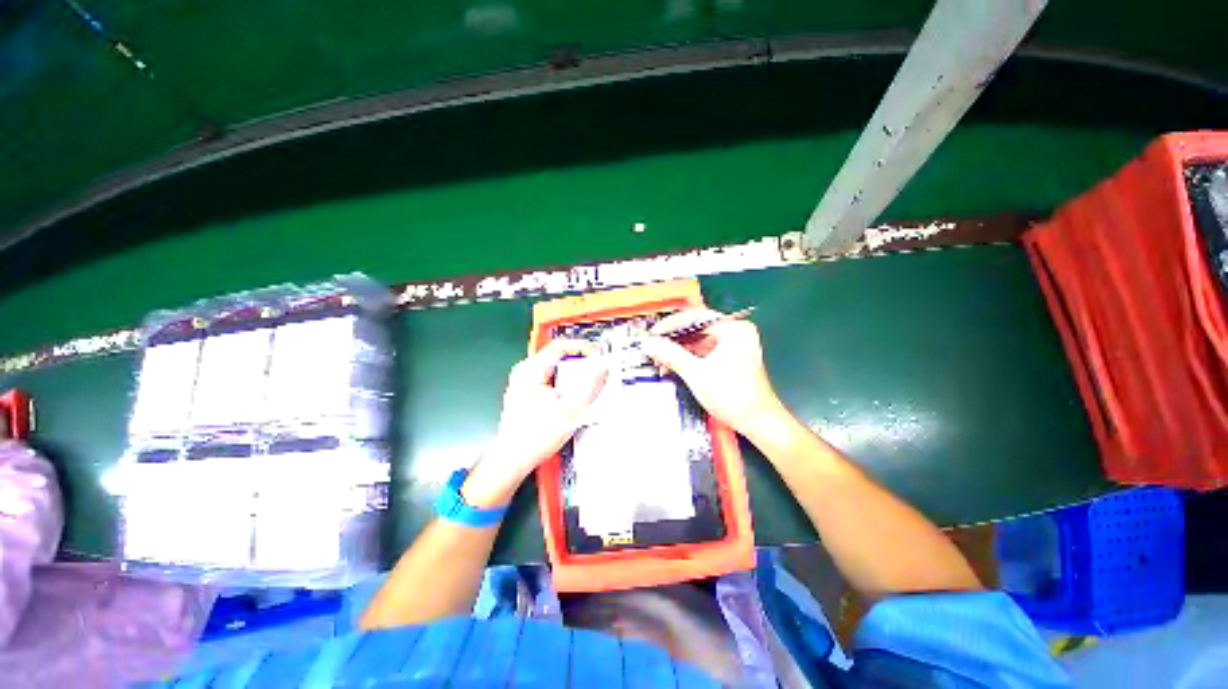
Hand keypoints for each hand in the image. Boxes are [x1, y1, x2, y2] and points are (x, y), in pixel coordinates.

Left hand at [462, 338, 607, 507]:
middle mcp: (525, 371)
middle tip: (596, 375)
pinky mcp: (526, 391)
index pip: (561, 345)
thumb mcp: (571, 410)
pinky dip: (564, 383)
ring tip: (586, 389)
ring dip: (573, 375)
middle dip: (581, 363)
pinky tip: (571, 398)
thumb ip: (591, 385)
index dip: (584, 348)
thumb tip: (604, 365)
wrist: (512, 460)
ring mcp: (523, 381)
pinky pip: (550, 378)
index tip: (599, 358)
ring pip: (556, 368)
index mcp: (531, 370)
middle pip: (559, 355)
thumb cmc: (536, 436)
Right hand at [642, 309, 786, 436]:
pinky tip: (672, 366)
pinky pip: (703, 351)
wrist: (757, 422)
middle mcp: (735, 332)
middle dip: (672, 340)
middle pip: (695, 329)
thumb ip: (670, 354)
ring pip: (697, 341)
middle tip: (653, 348)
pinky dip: (688, 358)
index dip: (670, 325)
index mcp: (733, 329)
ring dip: (678, 351)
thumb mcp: (696, 373)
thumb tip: (648, 342)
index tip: (651, 334)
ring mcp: (733, 345)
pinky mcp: (729, 357)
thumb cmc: (732, 396)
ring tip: (659, 360)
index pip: (695, 317)